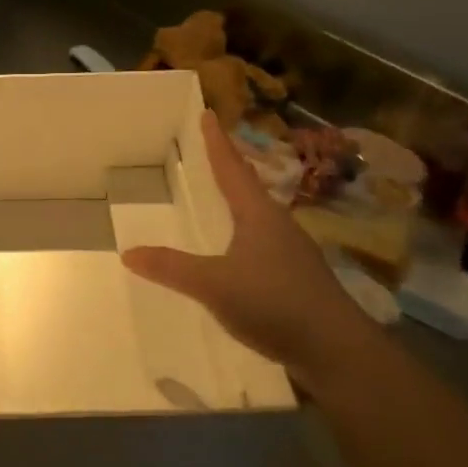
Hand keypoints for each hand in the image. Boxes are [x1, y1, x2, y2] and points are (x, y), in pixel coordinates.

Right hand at [121, 110, 370, 382]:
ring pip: (259, 216)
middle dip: (229, 169)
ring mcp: (293, 253)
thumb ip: (171, 268)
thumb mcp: (214, 284)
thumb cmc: (274, 303)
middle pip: (249, 188)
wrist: (338, 352)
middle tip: (210, 153)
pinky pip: (264, 243)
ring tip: (220, 199)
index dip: (217, 142)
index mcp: (258, 214)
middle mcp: (279, 225)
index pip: (232, 169)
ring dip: (240, 202)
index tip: (209, 114)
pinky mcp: (299, 279)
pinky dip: (245, 234)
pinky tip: (237, 252)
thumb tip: (128, 252)